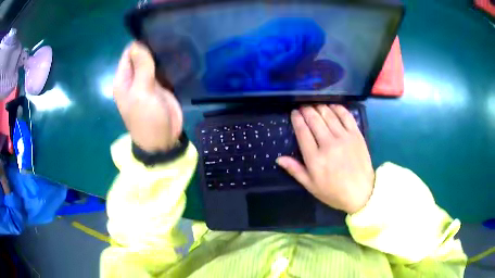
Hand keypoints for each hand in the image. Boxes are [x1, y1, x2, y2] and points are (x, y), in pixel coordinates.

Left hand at [113, 42, 182, 152]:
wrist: (162, 141)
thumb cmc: (147, 119)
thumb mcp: (141, 92)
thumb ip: (141, 67)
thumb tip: (138, 43)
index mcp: (124, 79)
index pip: (129, 53)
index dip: (140, 43)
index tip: (157, 34)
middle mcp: (134, 78)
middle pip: (142, 55)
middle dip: (153, 47)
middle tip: (171, 36)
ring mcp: (148, 82)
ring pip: (154, 61)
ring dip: (163, 54)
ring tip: (178, 42)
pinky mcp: (161, 86)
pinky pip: (164, 70)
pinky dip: (170, 63)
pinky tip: (180, 55)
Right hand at [276, 105, 373, 213]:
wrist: (361, 193)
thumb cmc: (334, 192)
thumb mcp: (311, 186)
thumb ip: (295, 170)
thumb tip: (279, 158)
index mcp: (315, 158)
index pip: (302, 132)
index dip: (297, 119)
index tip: (294, 113)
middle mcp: (328, 144)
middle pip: (314, 120)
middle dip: (306, 110)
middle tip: (303, 107)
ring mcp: (344, 137)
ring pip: (328, 115)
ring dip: (319, 107)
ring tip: (315, 105)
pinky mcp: (356, 135)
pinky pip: (346, 116)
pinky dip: (337, 108)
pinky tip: (332, 106)